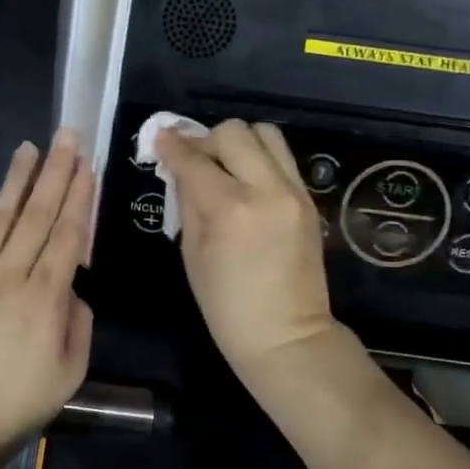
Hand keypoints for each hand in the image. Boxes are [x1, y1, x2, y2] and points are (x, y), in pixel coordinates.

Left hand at [0, 132, 94, 456]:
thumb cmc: (20, 401)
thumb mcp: (72, 371)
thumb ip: (78, 321)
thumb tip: (71, 288)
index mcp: (45, 297)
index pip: (67, 234)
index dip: (79, 197)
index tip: (88, 165)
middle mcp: (9, 276)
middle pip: (36, 215)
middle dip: (55, 173)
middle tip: (66, 137)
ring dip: (16, 181)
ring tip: (28, 148)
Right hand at [154, 120, 336, 376]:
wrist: (287, 336)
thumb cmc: (227, 306)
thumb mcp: (192, 253)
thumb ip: (188, 201)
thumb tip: (180, 167)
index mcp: (230, 208)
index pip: (195, 159)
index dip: (172, 145)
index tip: (160, 137)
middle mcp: (267, 189)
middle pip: (234, 132)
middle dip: (207, 139)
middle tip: (194, 159)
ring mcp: (294, 191)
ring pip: (265, 134)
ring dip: (239, 142)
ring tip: (225, 166)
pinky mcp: (309, 198)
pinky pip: (281, 158)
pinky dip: (259, 159)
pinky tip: (245, 182)